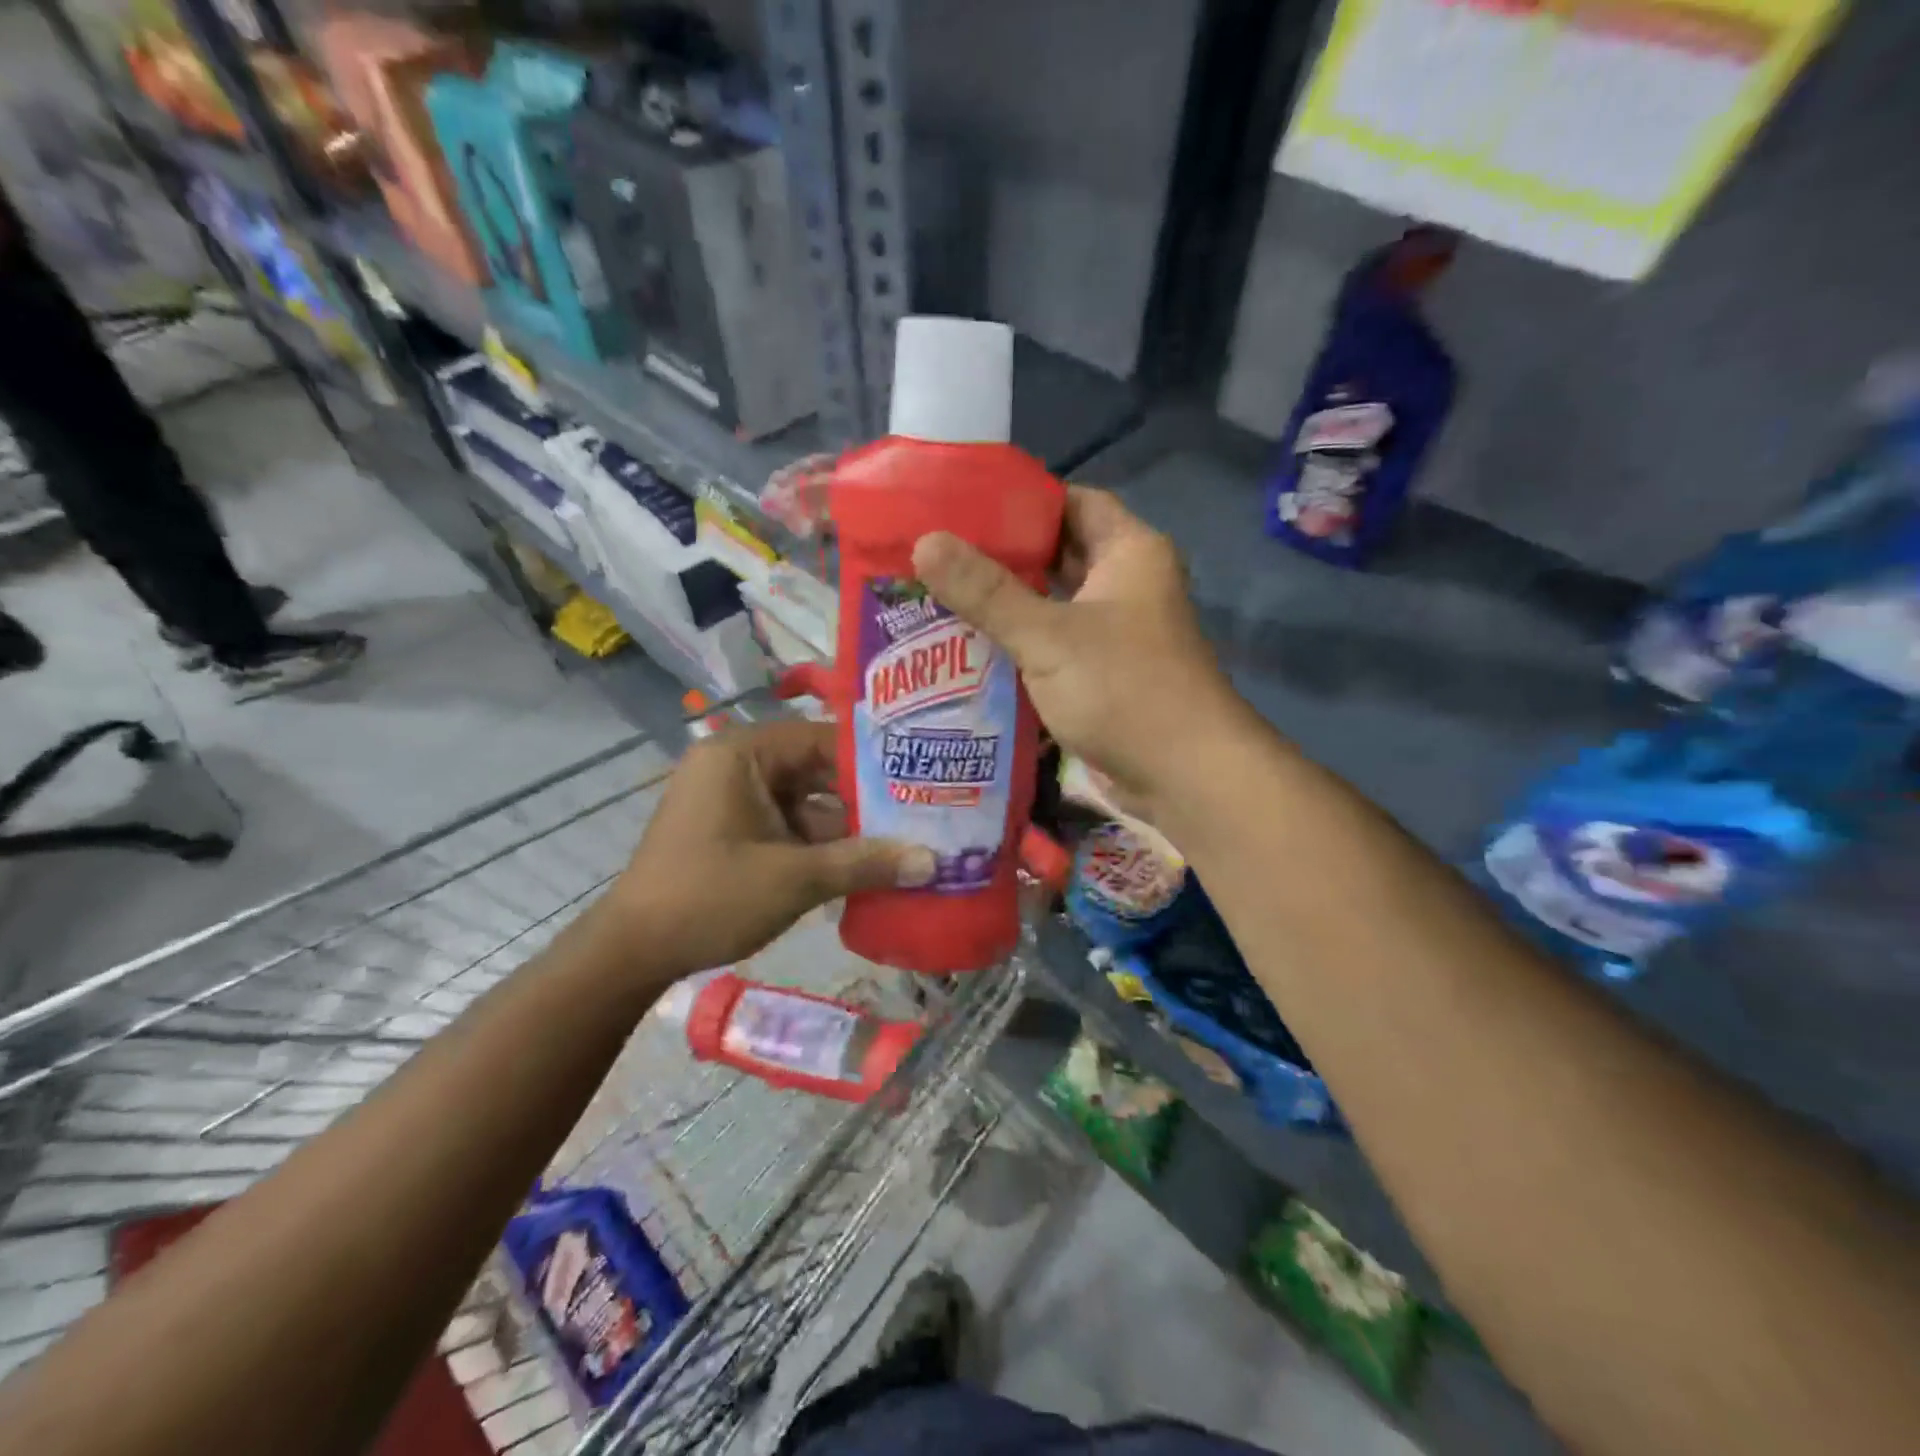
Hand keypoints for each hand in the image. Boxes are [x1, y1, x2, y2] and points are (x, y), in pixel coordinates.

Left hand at [603, 719, 933, 977]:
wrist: (633, 953)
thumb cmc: (709, 898)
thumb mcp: (795, 878)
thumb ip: (865, 864)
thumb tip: (933, 862)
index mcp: (742, 754)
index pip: (822, 738)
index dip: (873, 758)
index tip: (922, 776)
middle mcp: (738, 766)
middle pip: (817, 771)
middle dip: (865, 799)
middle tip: (924, 811)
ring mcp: (735, 801)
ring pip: (807, 803)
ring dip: (848, 828)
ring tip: (909, 840)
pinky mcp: (736, 831)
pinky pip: (790, 827)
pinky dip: (823, 846)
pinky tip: (868, 865)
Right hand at [912, 488, 1249, 820]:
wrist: (1184, 776)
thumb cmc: (1123, 689)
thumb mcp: (1048, 635)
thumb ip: (986, 592)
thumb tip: (925, 543)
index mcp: (1128, 553)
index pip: (1072, 503)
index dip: (1021, 500)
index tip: (965, 505)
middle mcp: (1125, 586)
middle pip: (1057, 556)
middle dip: (1002, 557)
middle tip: (938, 555)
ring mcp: (1115, 634)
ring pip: (1052, 606)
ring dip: (1006, 606)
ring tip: (940, 597)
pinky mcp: (1102, 677)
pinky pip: (1053, 648)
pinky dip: (1019, 646)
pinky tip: (969, 649)